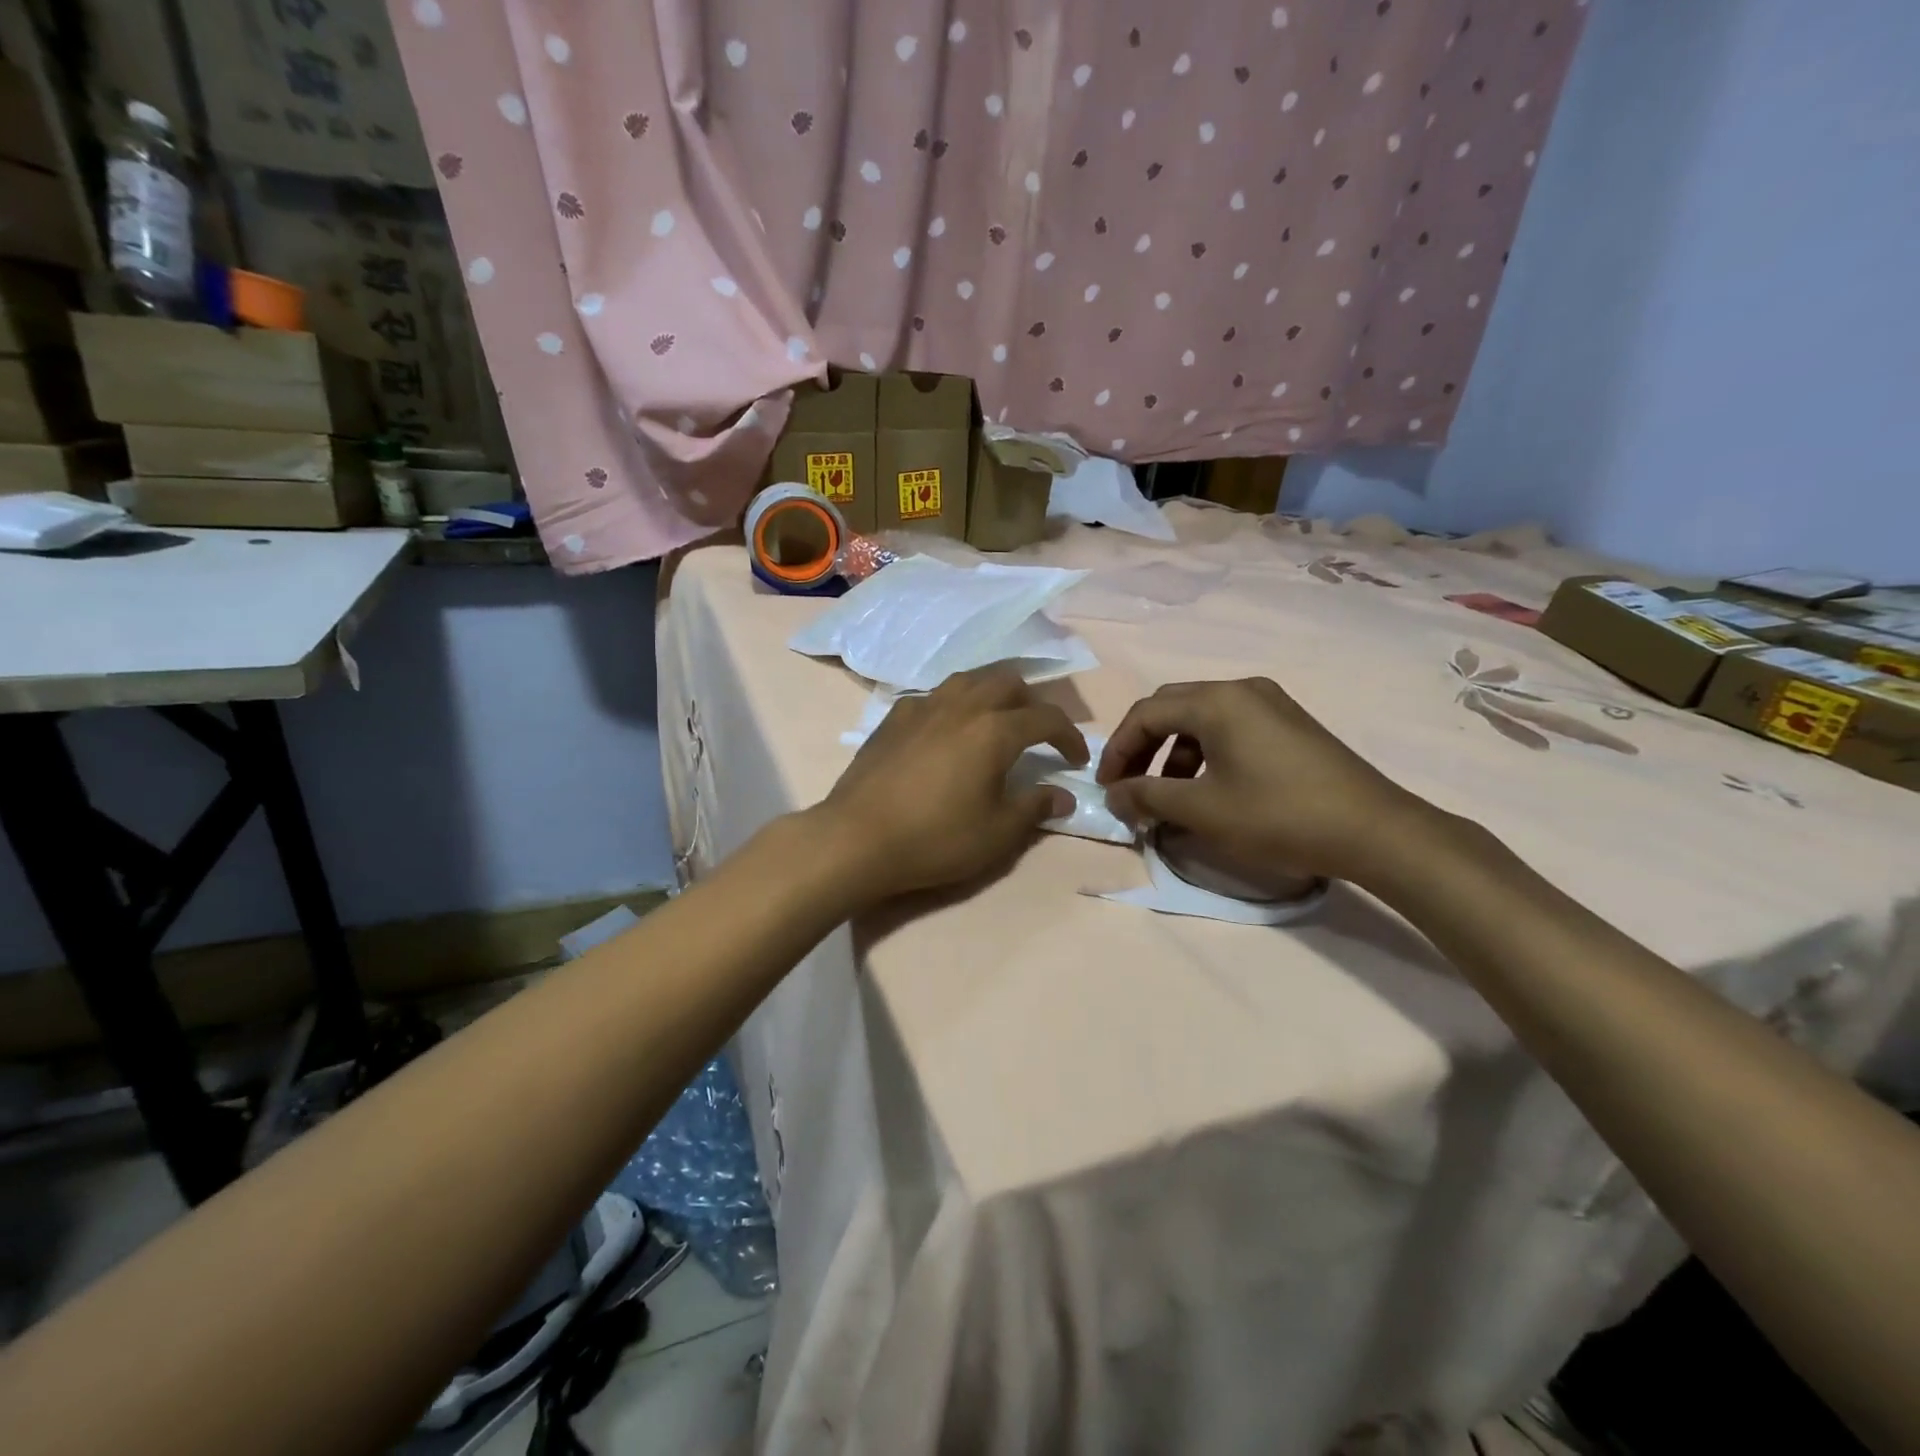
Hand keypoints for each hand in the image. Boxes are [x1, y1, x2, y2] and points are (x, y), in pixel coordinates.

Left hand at [810, 667, 1087, 903]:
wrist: (857, 838)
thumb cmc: (935, 838)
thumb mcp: (996, 833)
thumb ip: (1034, 808)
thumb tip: (1063, 796)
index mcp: (994, 729)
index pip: (1046, 718)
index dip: (1069, 736)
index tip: (1076, 760)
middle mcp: (961, 705)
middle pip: (1008, 682)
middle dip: (1031, 703)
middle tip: (1036, 735)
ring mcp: (923, 706)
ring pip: (969, 679)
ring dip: (992, 694)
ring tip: (995, 724)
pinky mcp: (894, 717)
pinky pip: (935, 696)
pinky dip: (955, 706)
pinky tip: (947, 733)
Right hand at [1097, 678, 1435, 886]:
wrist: (1373, 831)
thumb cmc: (1277, 815)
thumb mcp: (1202, 810)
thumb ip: (1148, 796)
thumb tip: (1113, 795)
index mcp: (1216, 701)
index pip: (1146, 713)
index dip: (1118, 750)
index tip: (1107, 788)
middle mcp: (1241, 689)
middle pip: (1171, 708)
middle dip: (1142, 747)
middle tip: (1129, 785)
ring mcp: (1270, 704)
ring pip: (1201, 720)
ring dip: (1173, 753)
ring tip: (1167, 796)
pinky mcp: (1289, 724)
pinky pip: (1230, 728)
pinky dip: (1205, 754)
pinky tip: (1207, 789)